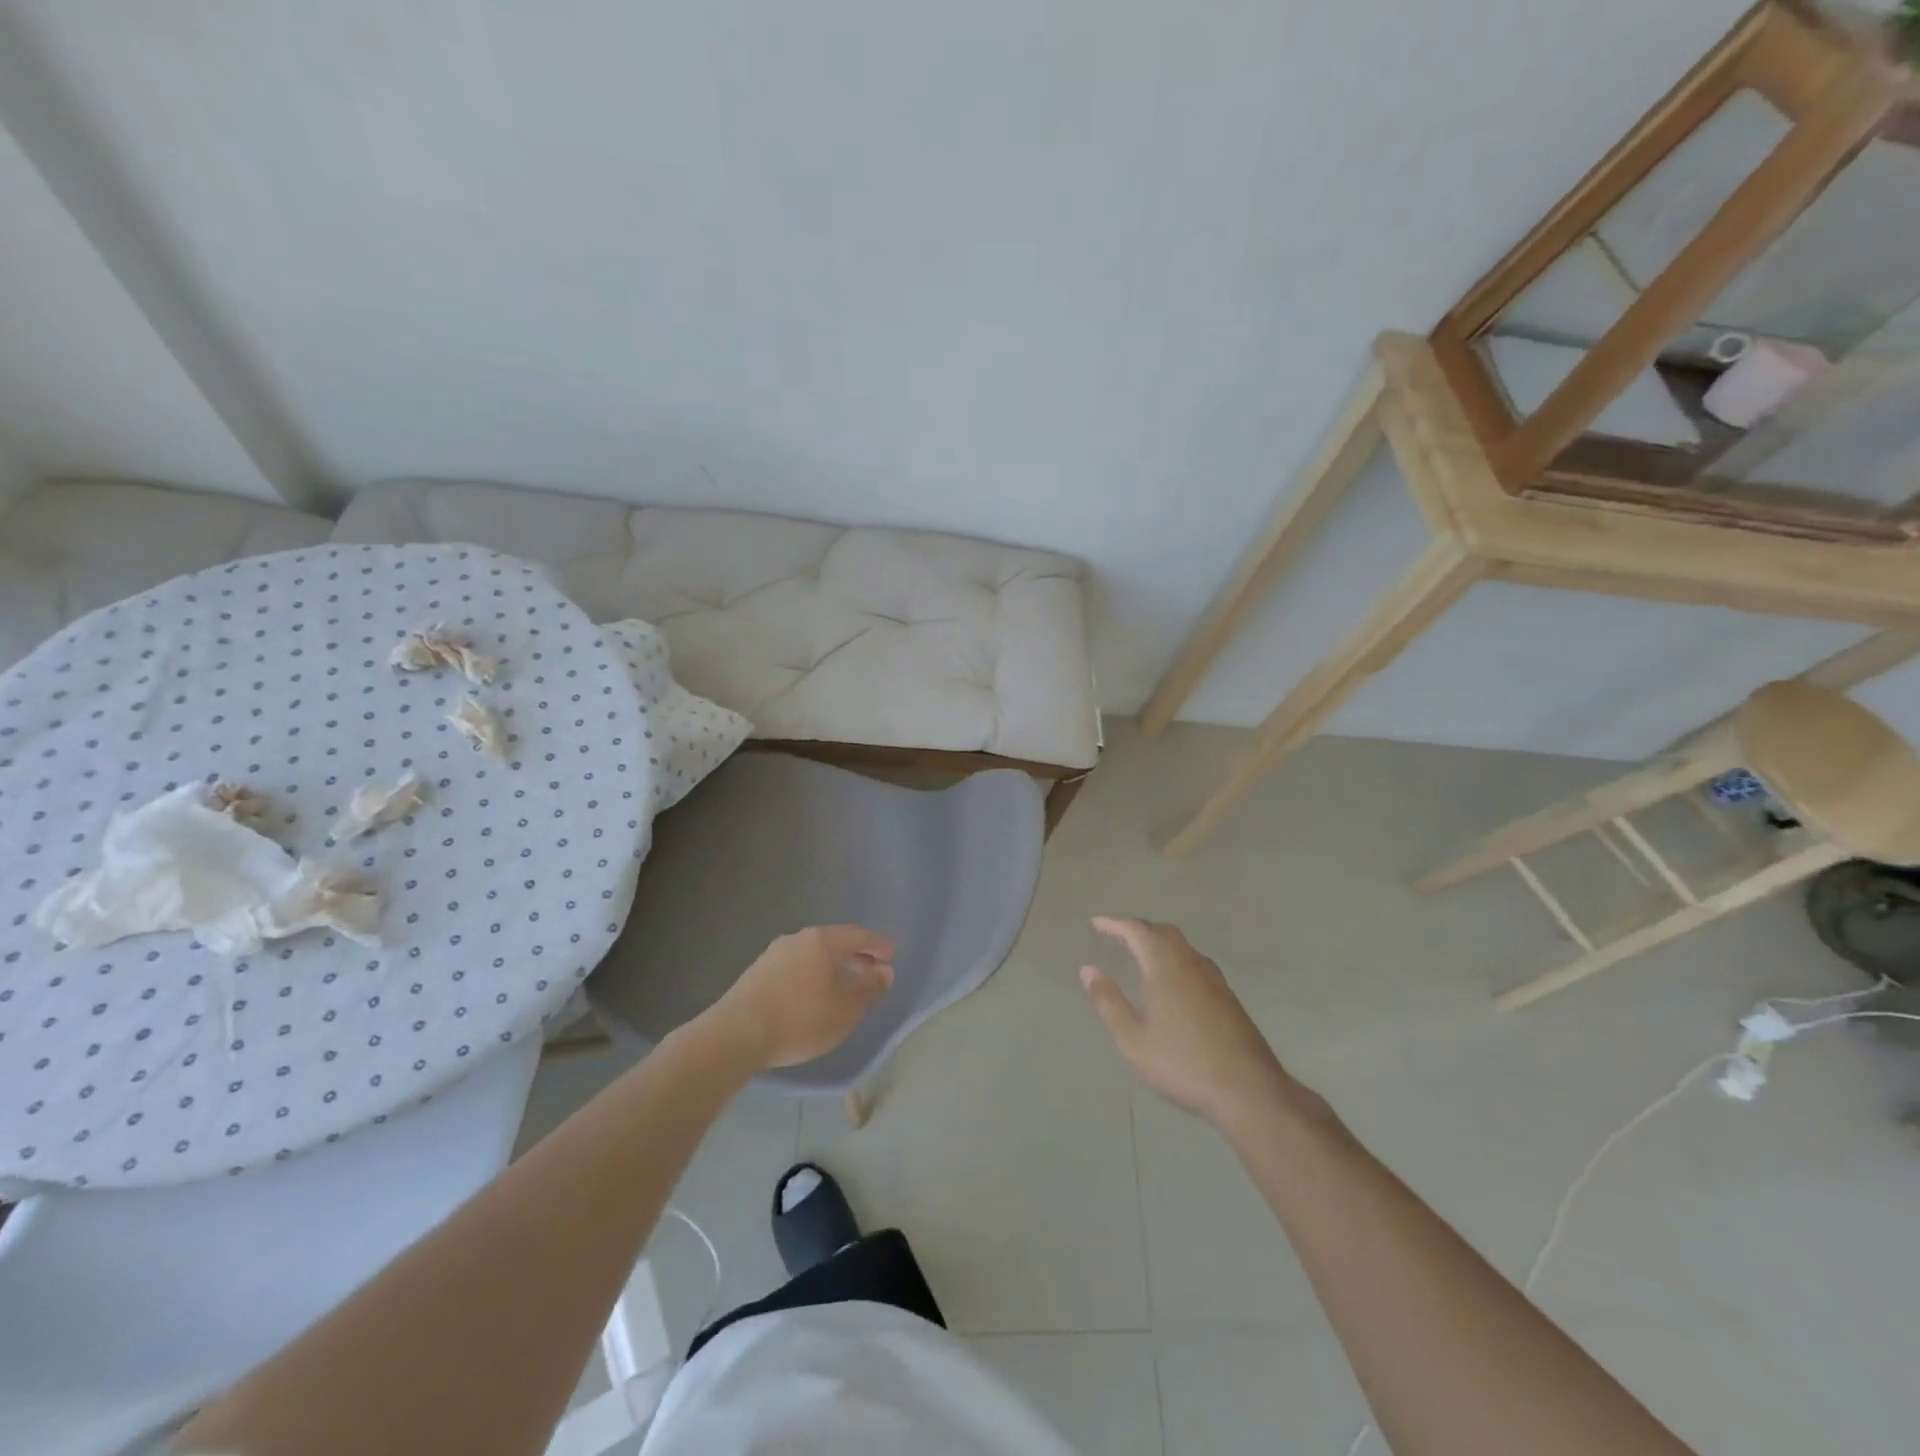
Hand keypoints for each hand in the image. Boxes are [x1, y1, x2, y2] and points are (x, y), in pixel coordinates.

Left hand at [706, 925, 895, 1070]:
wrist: (736, 1035)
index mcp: (822, 940)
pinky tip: (814, 996)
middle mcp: (797, 939)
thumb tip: (883, 971)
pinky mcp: (756, 974)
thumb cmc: (801, 1018)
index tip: (892, 953)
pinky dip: (813, 976)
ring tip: (845, 986)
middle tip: (873, 970)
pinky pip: (795, 968)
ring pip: (813, 955)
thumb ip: (869, 987)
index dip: (878, 945)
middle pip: (834, 942)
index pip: (858, 935)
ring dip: (833, 967)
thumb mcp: (846, 1008)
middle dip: (856, 956)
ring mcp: (773, 955)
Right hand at [1080, 917, 1293, 1124]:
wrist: (1248, 1089)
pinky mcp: (1228, 997)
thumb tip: (1088, 970)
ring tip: (1143, 955)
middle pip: (1164, 932)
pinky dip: (1177, 958)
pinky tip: (1174, 981)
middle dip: (1139, 929)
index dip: (1116, 924)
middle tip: (1119, 936)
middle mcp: (1191, 964)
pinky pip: (1196, 962)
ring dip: (1160, 942)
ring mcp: (1214, 979)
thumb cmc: (1183, 1064)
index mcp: (1165, 968)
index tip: (1097, 923)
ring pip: (1183, 946)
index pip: (1138, 931)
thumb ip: (1109, 1002)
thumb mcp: (1134, 1040)